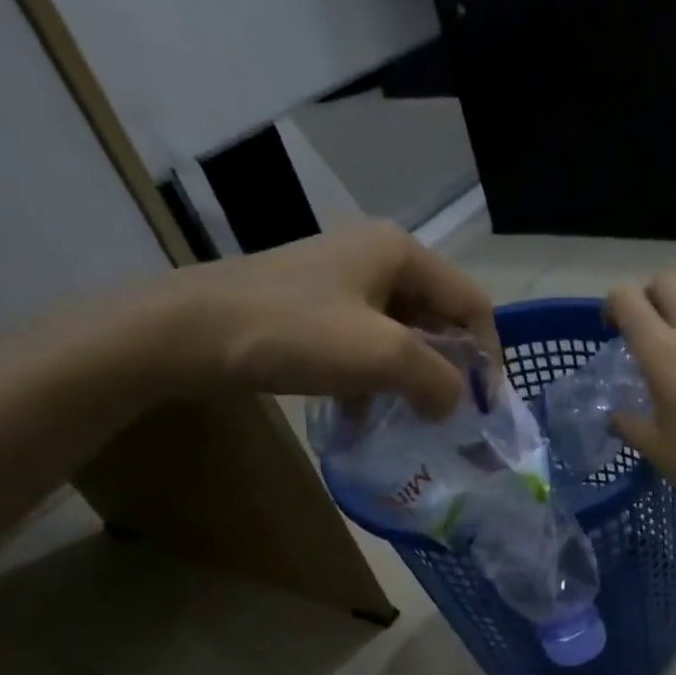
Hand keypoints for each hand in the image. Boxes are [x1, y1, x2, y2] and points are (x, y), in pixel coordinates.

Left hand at [165, 221, 498, 416]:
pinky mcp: (316, 308)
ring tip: (413, 421)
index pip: (472, 304)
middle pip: (439, 318)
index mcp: (401, 252)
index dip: (488, 356)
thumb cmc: (294, 333)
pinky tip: (367, 415)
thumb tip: (457, 403)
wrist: (187, 333)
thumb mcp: (382, 355)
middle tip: (453, 417)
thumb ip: (439, 379)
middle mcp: (378, 257)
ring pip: (403, 335)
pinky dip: (376, 379)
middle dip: (450, 370)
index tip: (485, 407)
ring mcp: (343, 281)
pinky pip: (366, 344)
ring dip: (413, 379)